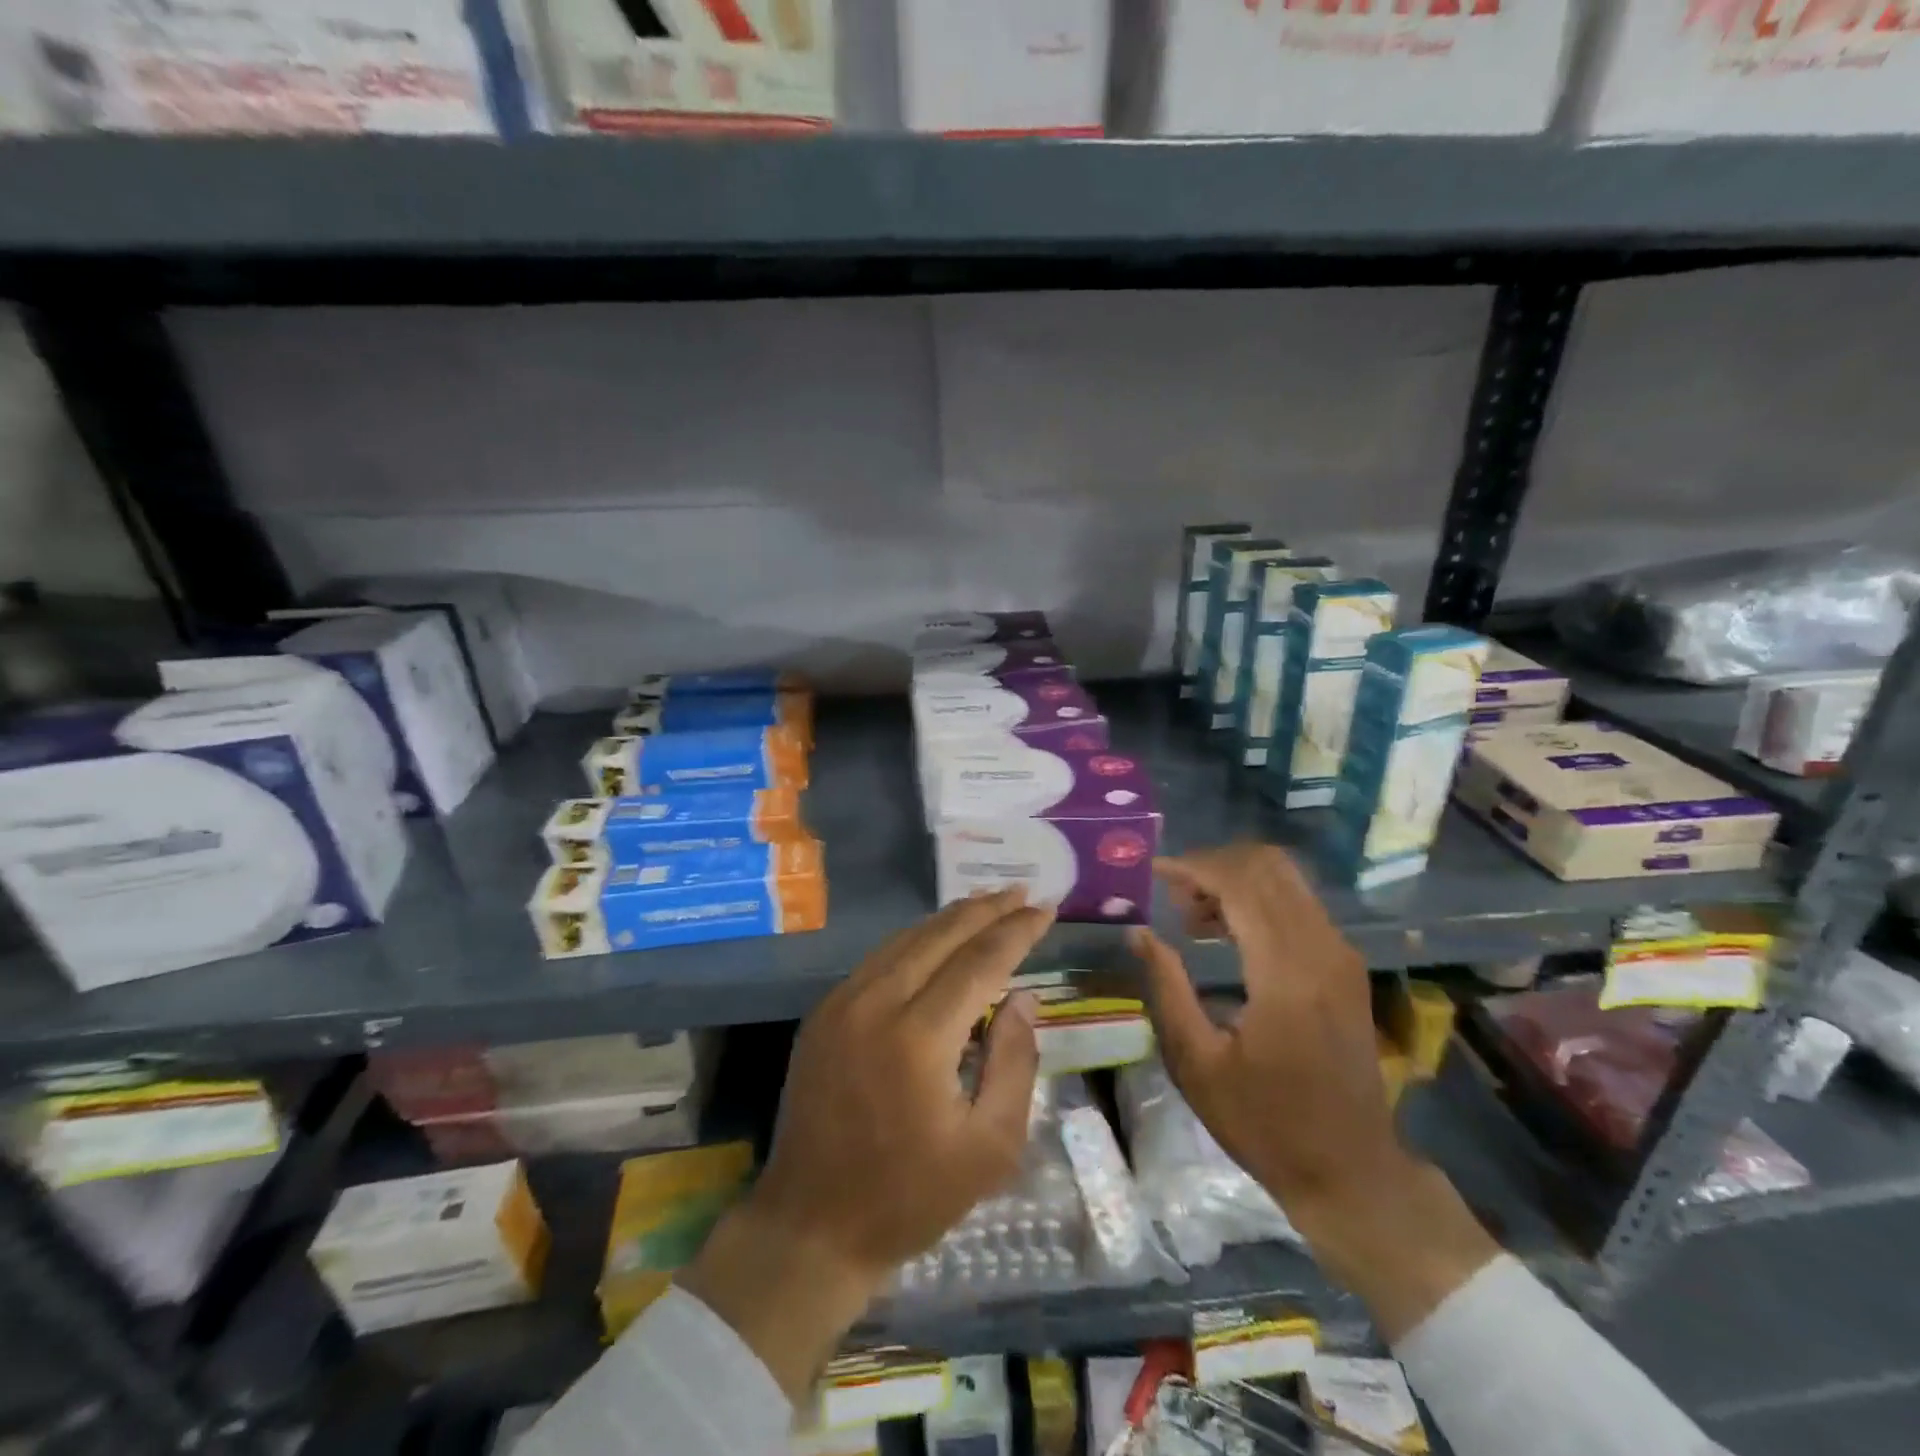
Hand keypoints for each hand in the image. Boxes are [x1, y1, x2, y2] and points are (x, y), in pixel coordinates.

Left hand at [680, 889, 1052, 1396]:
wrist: (811, 1225)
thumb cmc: (911, 1196)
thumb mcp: (989, 1147)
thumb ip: (1014, 1063)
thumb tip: (1024, 997)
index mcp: (918, 1038)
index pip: (979, 962)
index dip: (1016, 931)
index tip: (1045, 909)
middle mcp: (875, 1004)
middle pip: (940, 936)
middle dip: (985, 909)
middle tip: (1021, 891)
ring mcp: (842, 1003)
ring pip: (906, 939)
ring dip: (950, 918)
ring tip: (987, 902)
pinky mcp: (824, 1013)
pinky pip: (879, 959)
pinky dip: (916, 940)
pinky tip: (938, 938)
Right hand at [1132, 845, 1395, 1215]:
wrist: (1351, 1170)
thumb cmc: (1265, 1124)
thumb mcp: (1197, 1063)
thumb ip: (1167, 987)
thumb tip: (1139, 932)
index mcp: (1286, 974)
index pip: (1241, 883)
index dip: (1193, 867)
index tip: (1153, 873)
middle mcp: (1322, 950)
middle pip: (1268, 866)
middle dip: (1213, 865)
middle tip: (1173, 896)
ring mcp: (1340, 955)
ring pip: (1285, 879)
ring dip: (1235, 880)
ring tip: (1191, 914)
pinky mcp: (1345, 965)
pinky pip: (1297, 903)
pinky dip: (1256, 899)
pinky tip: (1224, 931)